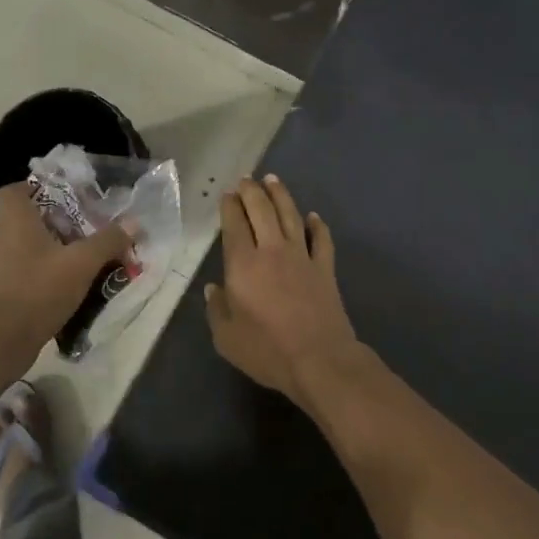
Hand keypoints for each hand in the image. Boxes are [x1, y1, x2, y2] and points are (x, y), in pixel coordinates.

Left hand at [0, 184, 133, 368]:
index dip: (37, 187)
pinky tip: (75, 283)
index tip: (66, 196)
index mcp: (15, 221)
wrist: (1, 342)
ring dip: (58, 247)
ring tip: (88, 255)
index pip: (14, 190)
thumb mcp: (82, 263)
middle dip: (59, 220)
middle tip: (90, 226)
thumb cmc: (38, 291)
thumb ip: (108, 240)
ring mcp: (1, 265)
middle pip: (29, 217)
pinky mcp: (5, 289)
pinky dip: (50, 270)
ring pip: (32, 245)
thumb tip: (133, 222)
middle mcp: (3, 238)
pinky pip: (30, 268)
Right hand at [205, 174, 359, 403]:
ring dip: (281, 196)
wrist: (319, 359)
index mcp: (243, 265)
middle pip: (262, 211)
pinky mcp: (325, 268)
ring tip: (273, 180)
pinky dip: (317, 225)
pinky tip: (313, 216)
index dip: (230, 207)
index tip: (228, 194)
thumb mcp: (227, 338)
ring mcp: (302, 257)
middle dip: (252, 191)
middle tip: (246, 179)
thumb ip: (217, 310)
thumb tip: (213, 289)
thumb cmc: (267, 351)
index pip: (234, 225)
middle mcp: (272, 251)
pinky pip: (322, 239)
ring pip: (291, 216)